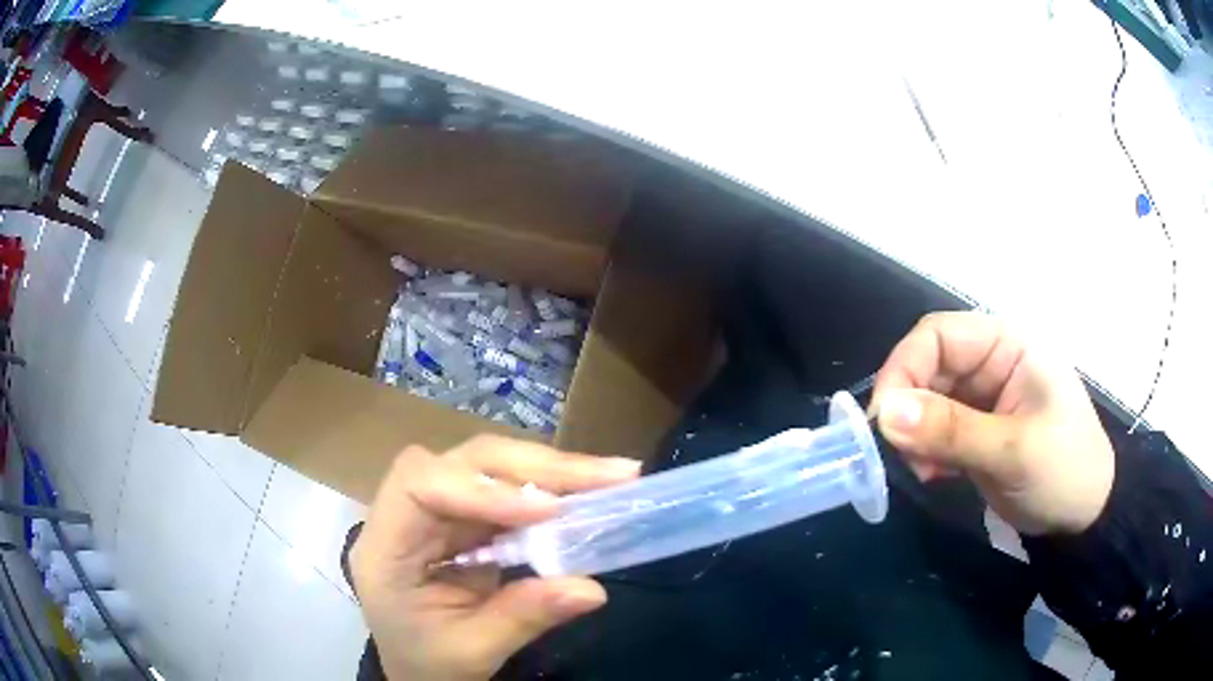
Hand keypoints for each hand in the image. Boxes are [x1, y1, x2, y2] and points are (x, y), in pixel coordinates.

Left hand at [350, 436, 640, 680]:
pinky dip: (547, 490)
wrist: (418, 670)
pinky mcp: (462, 519)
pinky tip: (584, 494)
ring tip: (609, 477)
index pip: (420, 487)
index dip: (483, 489)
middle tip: (607, 476)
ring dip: (549, 471)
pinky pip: (504, 491)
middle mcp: (405, 515)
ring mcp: (435, 513)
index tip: (548, 510)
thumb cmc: (429, 664)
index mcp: (386, 548)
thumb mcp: (472, 651)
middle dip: (534, 466)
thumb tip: (592, 589)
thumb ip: (524, 617)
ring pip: (487, 467)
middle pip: (461, 463)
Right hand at [871, 312, 1113, 535]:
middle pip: (928, 367)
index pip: (939, 336)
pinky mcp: (976, 428)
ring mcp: (983, 397)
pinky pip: (934, 428)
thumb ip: (951, 430)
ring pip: (925, 400)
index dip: (904, 368)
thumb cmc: (1064, 470)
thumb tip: (885, 413)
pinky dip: (925, 451)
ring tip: (926, 471)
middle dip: (909, 409)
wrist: (1085, 515)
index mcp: (1008, 344)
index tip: (883, 420)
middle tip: (904, 456)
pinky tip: (935, 475)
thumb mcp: (1013, 451)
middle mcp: (991, 361)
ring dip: (915, 435)